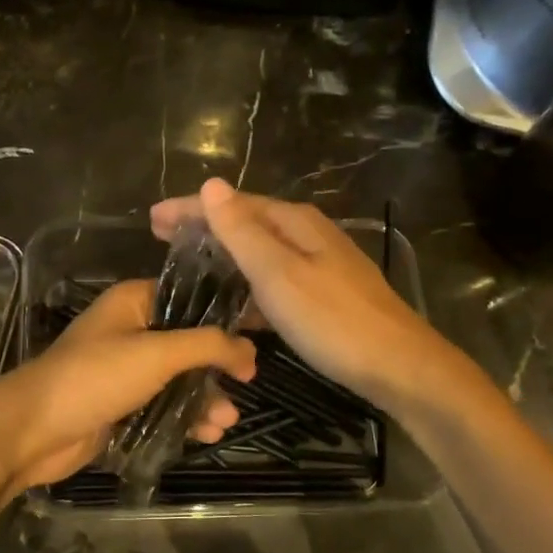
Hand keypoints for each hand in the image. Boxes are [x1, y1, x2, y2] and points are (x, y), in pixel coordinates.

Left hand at [0, 279, 255, 492]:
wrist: (33, 429)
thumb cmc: (96, 377)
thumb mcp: (157, 353)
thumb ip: (208, 346)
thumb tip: (250, 348)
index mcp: (134, 302)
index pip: (189, 297)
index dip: (224, 314)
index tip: (259, 332)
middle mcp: (130, 329)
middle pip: (188, 342)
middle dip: (217, 366)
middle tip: (248, 382)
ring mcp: (124, 369)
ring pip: (178, 378)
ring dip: (204, 398)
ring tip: (227, 421)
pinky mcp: (121, 404)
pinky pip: (163, 406)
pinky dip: (185, 418)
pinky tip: (207, 434)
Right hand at [151, 179, 443, 411]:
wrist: (400, 367)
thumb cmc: (333, 320)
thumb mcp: (279, 274)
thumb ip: (242, 231)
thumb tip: (211, 184)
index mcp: (294, 222)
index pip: (232, 204)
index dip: (191, 208)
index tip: (152, 218)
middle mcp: (307, 235)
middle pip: (246, 223)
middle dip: (203, 227)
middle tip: (160, 237)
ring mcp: (319, 265)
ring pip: (259, 253)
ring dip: (223, 257)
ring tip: (187, 268)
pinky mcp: (324, 296)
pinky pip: (272, 281)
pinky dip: (246, 286)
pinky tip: (231, 307)